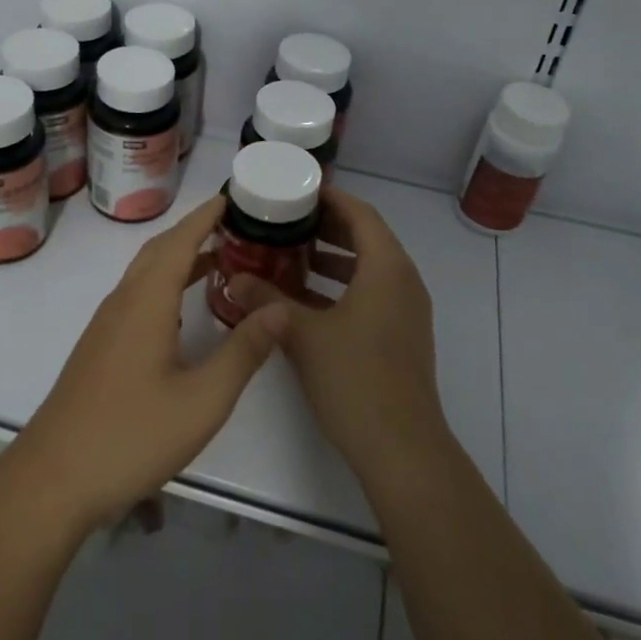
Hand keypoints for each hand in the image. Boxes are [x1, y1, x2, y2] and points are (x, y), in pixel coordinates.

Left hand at [17, 195, 288, 531]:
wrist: (53, 479)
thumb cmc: (131, 435)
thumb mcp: (203, 398)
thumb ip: (244, 350)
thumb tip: (279, 308)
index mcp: (146, 302)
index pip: (179, 241)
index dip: (205, 216)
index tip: (232, 197)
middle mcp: (123, 302)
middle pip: (159, 251)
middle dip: (195, 231)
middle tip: (236, 227)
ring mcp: (106, 326)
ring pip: (146, 275)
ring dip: (180, 259)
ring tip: (221, 261)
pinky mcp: (100, 349)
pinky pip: (138, 297)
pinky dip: (166, 286)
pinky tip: (184, 311)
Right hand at [229, 188, 448, 483]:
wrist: (401, 447)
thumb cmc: (355, 378)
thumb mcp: (303, 334)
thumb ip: (267, 301)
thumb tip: (234, 279)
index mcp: (387, 268)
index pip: (361, 214)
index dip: (331, 199)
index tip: (298, 192)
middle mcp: (403, 281)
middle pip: (367, 238)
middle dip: (327, 228)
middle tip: (287, 223)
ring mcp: (406, 311)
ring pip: (369, 269)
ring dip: (333, 260)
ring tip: (291, 257)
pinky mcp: (401, 336)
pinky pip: (372, 294)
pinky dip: (342, 288)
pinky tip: (306, 301)